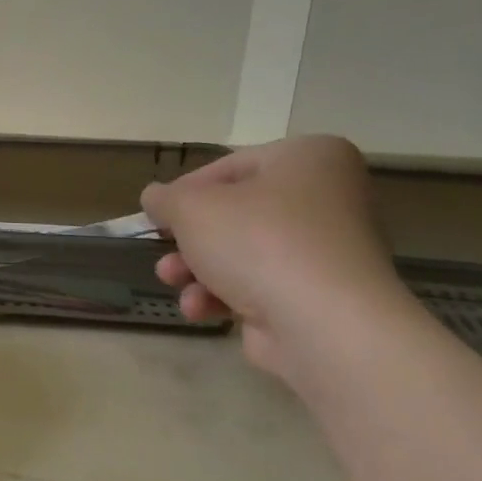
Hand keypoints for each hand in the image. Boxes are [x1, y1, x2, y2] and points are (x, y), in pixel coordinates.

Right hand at [139, 136, 405, 378]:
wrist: (323, 323)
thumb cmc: (258, 242)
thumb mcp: (192, 208)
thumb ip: (165, 198)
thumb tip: (155, 197)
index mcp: (308, 158)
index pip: (229, 167)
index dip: (183, 193)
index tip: (155, 218)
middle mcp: (326, 197)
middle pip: (233, 214)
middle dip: (188, 241)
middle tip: (164, 253)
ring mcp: (324, 249)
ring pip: (240, 252)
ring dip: (196, 270)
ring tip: (173, 283)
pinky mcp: (316, 293)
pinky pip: (258, 285)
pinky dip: (223, 295)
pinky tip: (201, 309)